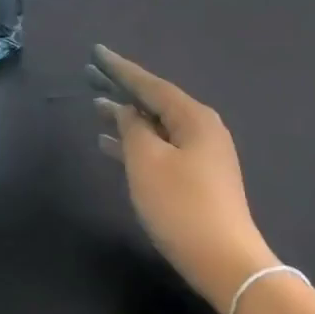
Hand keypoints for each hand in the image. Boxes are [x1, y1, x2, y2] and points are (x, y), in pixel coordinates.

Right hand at [93, 46, 275, 312]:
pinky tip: (110, 147)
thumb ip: (132, 129)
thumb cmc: (182, 205)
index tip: (96, 52)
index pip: (151, 84)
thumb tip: (126, 112)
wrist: (224, 261)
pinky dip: (135, 145)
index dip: (120, 69)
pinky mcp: (197, 179)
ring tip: (94, 109)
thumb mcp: (147, 162)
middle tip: (89, 76)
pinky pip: (160, 149)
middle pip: (155, 102)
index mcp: (194, 117)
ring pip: (156, 127)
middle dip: (122, 90)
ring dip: (126, 119)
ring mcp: (201, 155)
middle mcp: (202, 129)